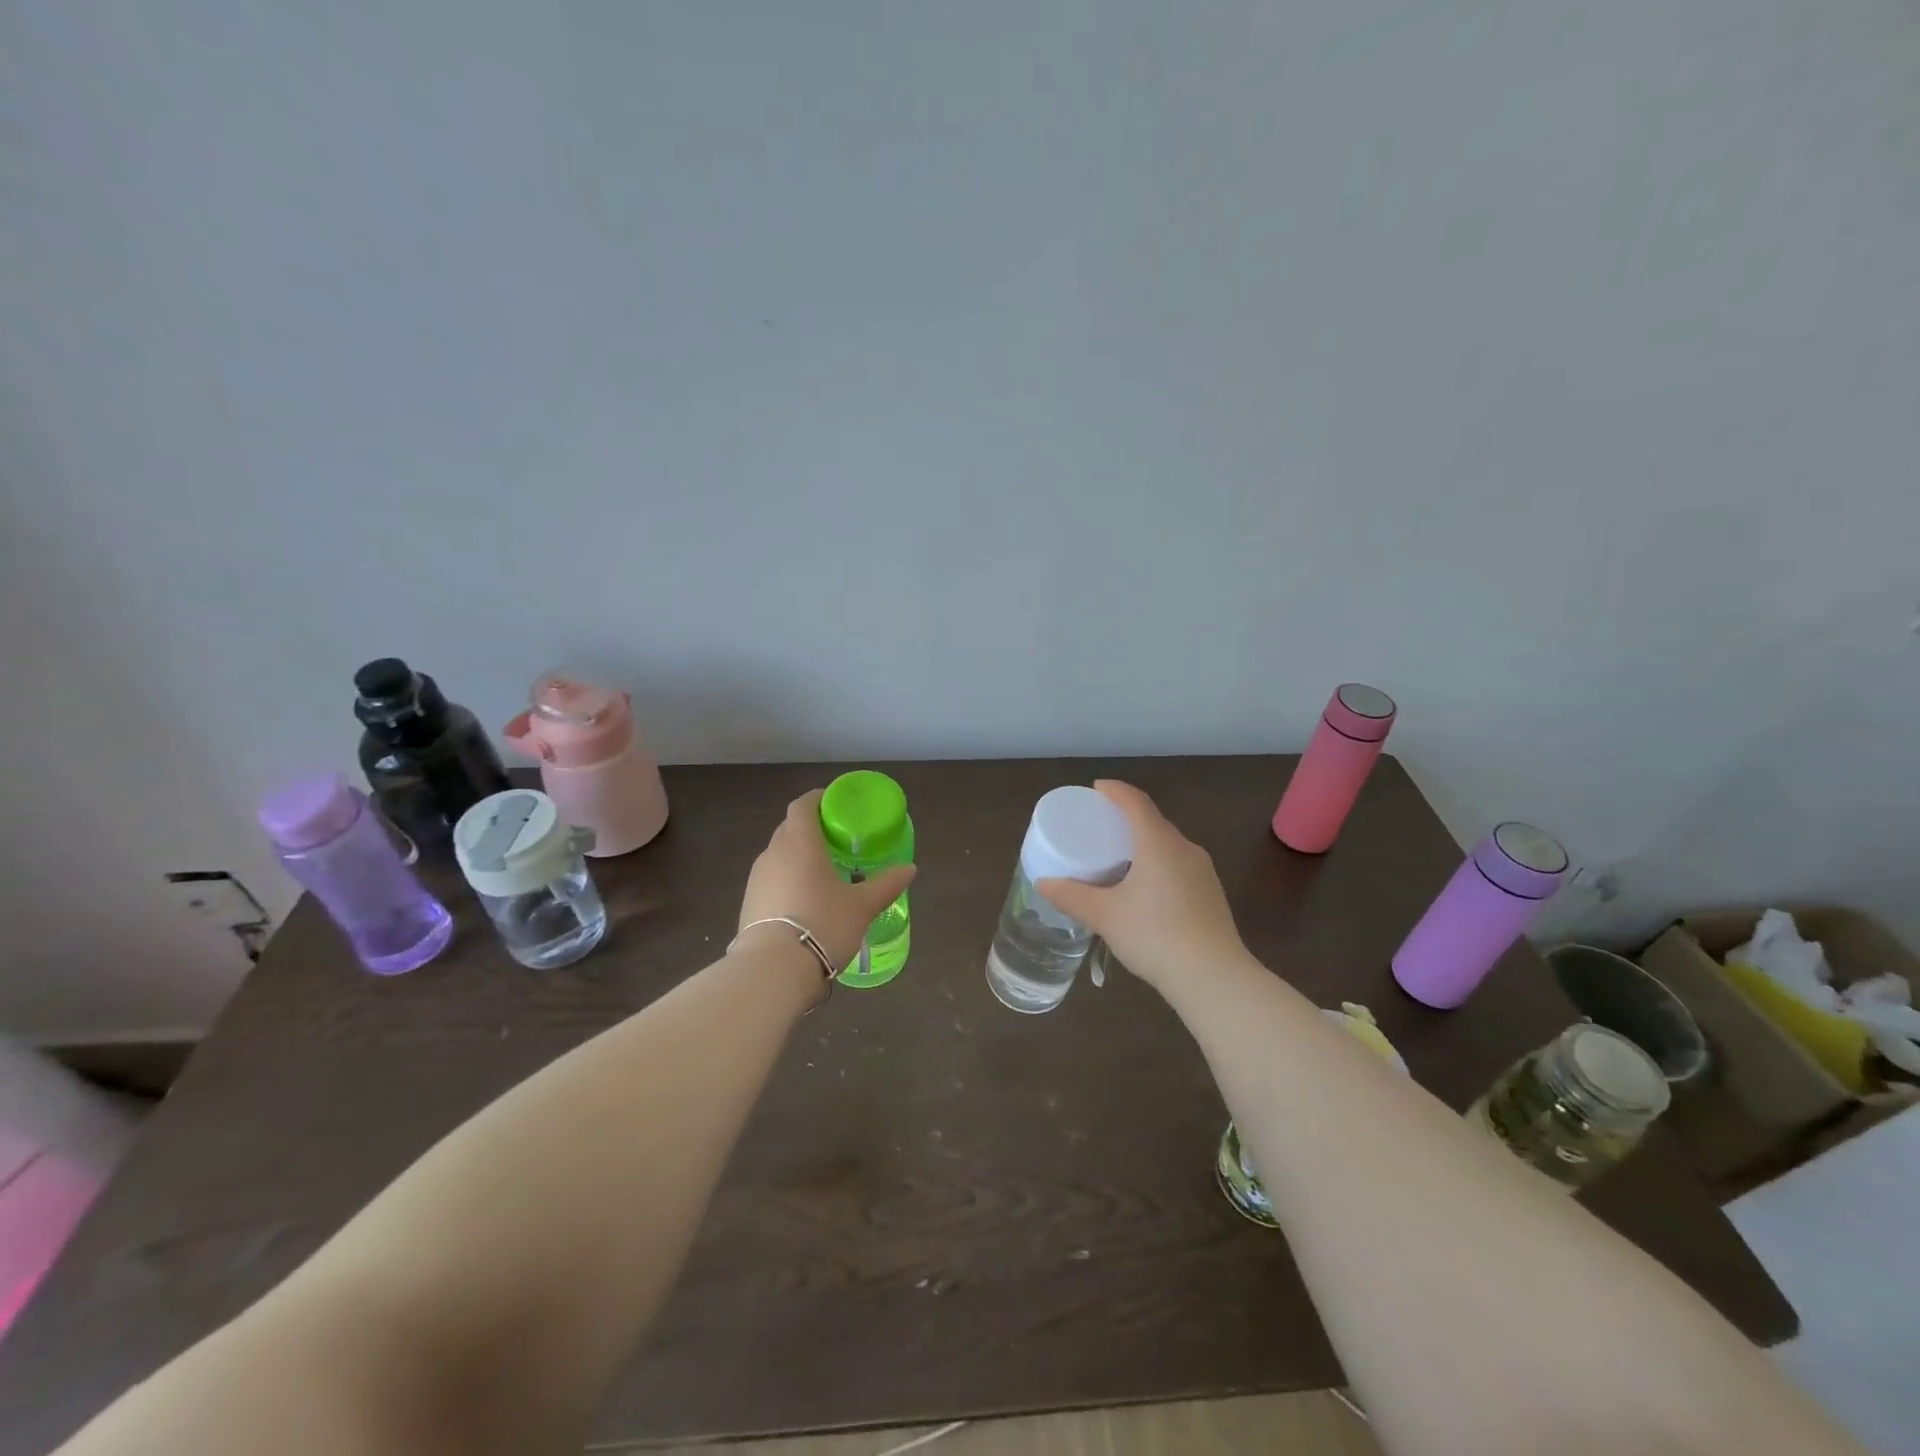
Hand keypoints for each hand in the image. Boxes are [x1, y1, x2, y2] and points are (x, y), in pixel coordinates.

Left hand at [738, 790, 917, 971]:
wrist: (773, 969)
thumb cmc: (822, 924)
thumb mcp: (861, 906)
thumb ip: (885, 884)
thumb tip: (910, 869)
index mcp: (800, 842)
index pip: (803, 805)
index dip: (818, 799)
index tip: (836, 805)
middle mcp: (773, 853)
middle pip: (790, 828)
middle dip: (811, 828)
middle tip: (836, 840)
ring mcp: (756, 879)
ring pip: (779, 855)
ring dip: (797, 856)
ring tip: (822, 872)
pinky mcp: (748, 903)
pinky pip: (771, 879)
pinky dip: (787, 880)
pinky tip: (804, 900)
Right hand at [1036, 780, 1245, 990]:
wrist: (1213, 978)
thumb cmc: (1154, 935)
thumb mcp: (1105, 916)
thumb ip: (1071, 897)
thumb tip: (1043, 883)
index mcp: (1159, 843)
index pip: (1136, 802)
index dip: (1115, 790)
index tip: (1096, 788)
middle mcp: (1185, 849)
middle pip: (1153, 822)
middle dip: (1127, 818)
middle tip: (1100, 826)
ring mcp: (1203, 872)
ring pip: (1168, 846)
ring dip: (1144, 844)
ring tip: (1119, 858)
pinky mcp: (1211, 895)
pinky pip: (1179, 866)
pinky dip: (1158, 865)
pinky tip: (1145, 889)